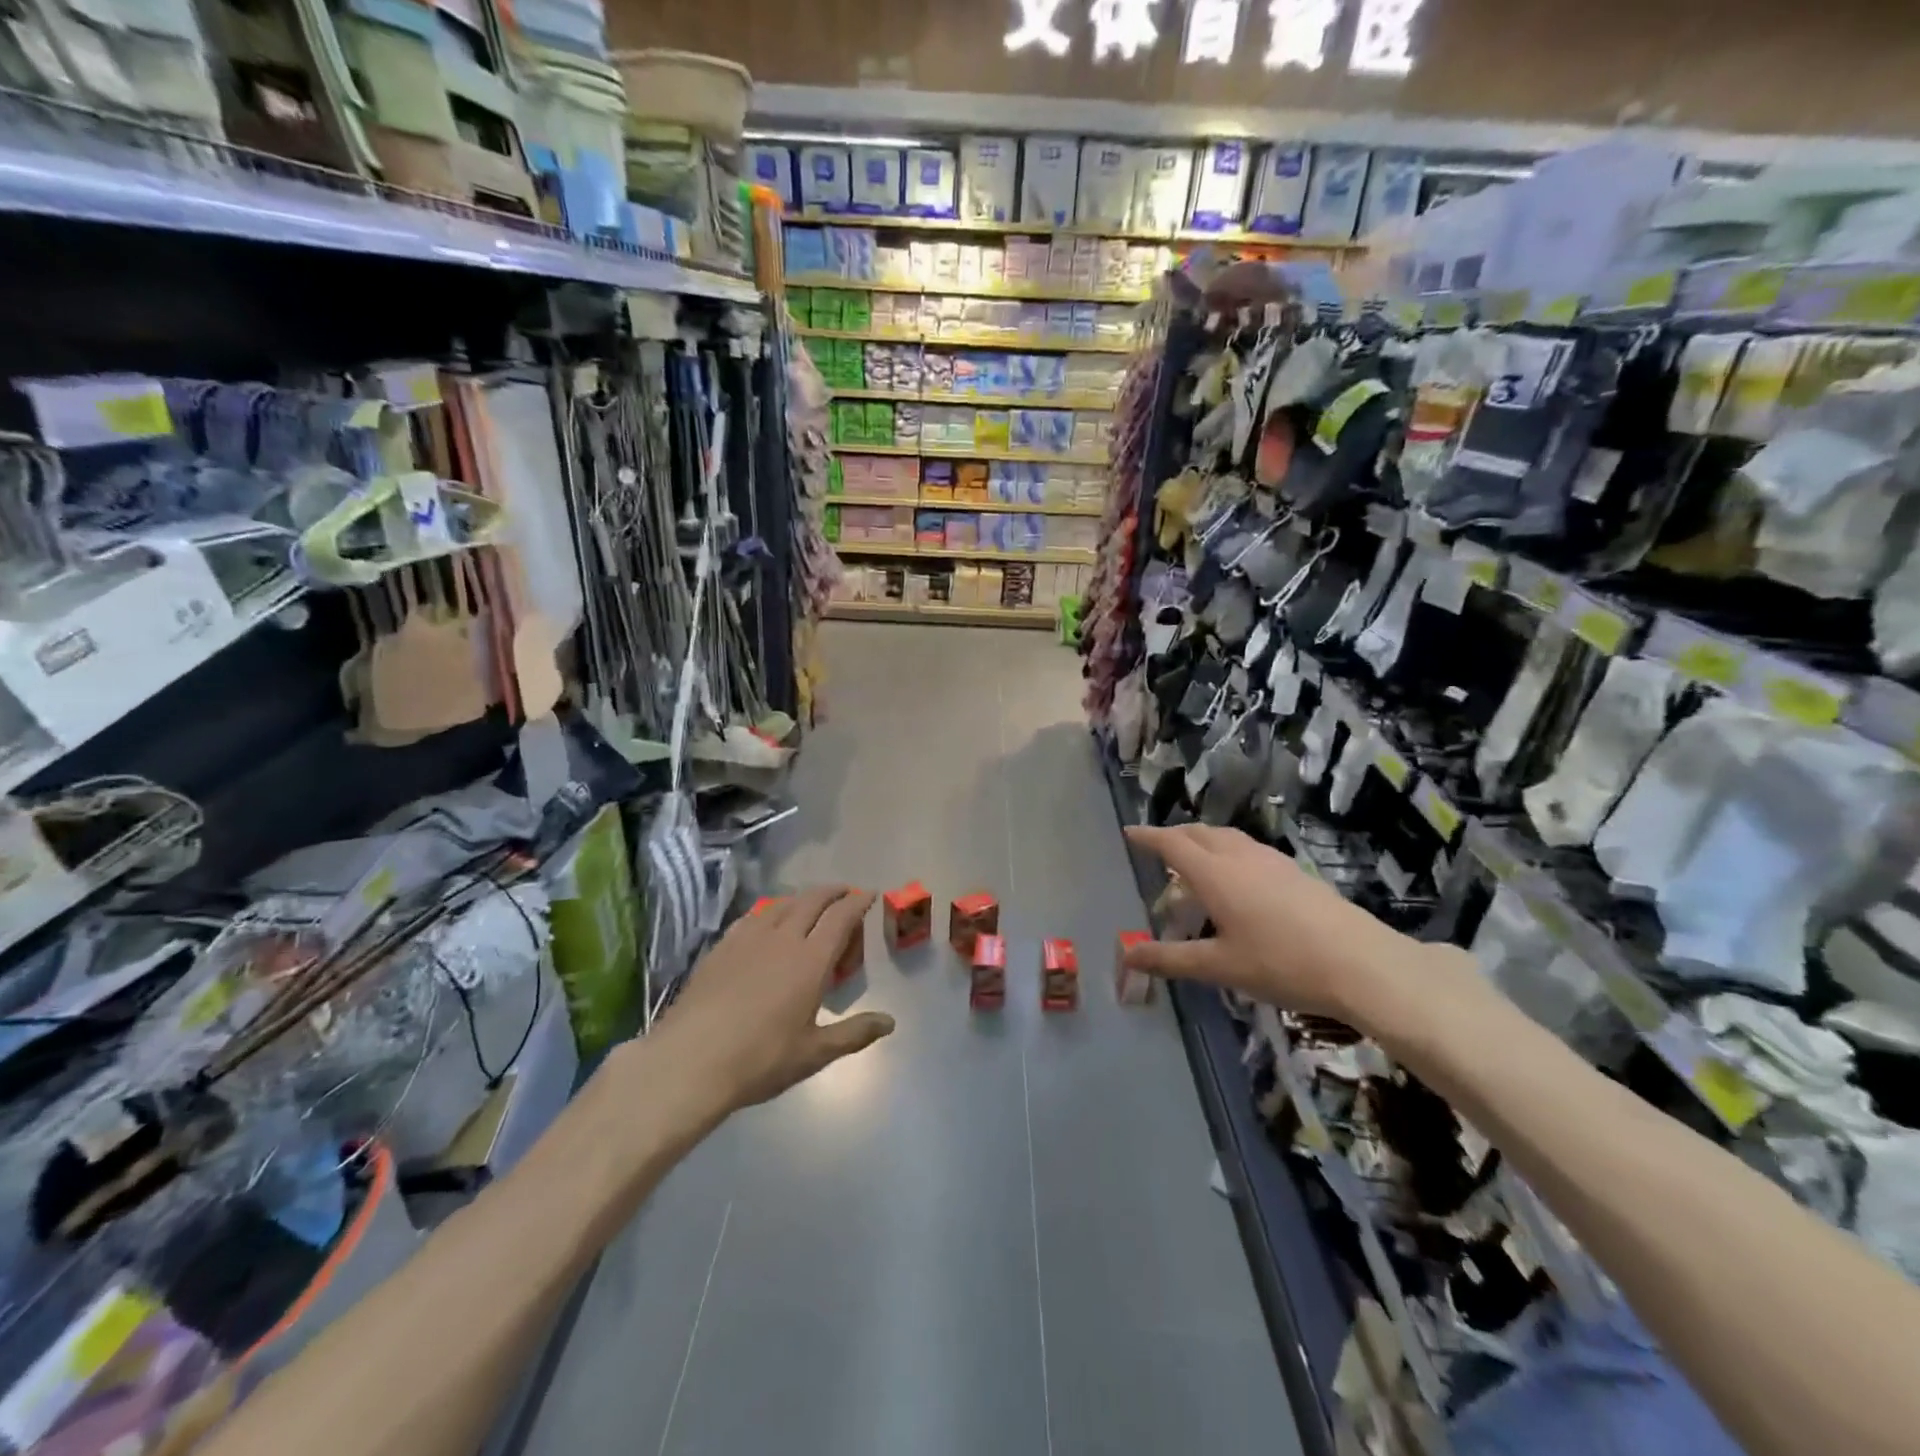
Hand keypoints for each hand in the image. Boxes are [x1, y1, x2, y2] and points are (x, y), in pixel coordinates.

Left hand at [658, 886, 894, 1112]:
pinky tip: (767, 922)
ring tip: (810, 905)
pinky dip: (771, 910)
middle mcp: (783, 938)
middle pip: (812, 900)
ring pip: (782, 903)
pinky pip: (753, 916)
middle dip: (833, 892)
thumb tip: (889, 1022)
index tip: (868, 895)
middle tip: (845, 893)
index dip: (858, 901)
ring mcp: (748, 938)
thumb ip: (854, 1033)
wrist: (690, 1061)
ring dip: (802, 898)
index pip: (841, 916)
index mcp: (811, 960)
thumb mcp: (814, 1053)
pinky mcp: (722, 946)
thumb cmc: (760, 1059)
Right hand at [1122, 824, 1431, 1030]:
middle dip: (1174, 835)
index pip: (1172, 844)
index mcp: (1215, 874)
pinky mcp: (1295, 872)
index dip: (1147, 837)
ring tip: (1195, 860)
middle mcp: (1240, 857)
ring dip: (1204, 840)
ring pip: (1227, 837)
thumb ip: (1171, 959)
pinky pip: (1249, 849)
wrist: (1361, 963)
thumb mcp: (1219, 967)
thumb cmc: (1281, 963)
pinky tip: (1238, 878)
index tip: (1129, 832)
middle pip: (1199, 833)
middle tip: (1158, 847)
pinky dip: (1229, 851)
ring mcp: (1272, 862)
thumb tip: (1127, 957)